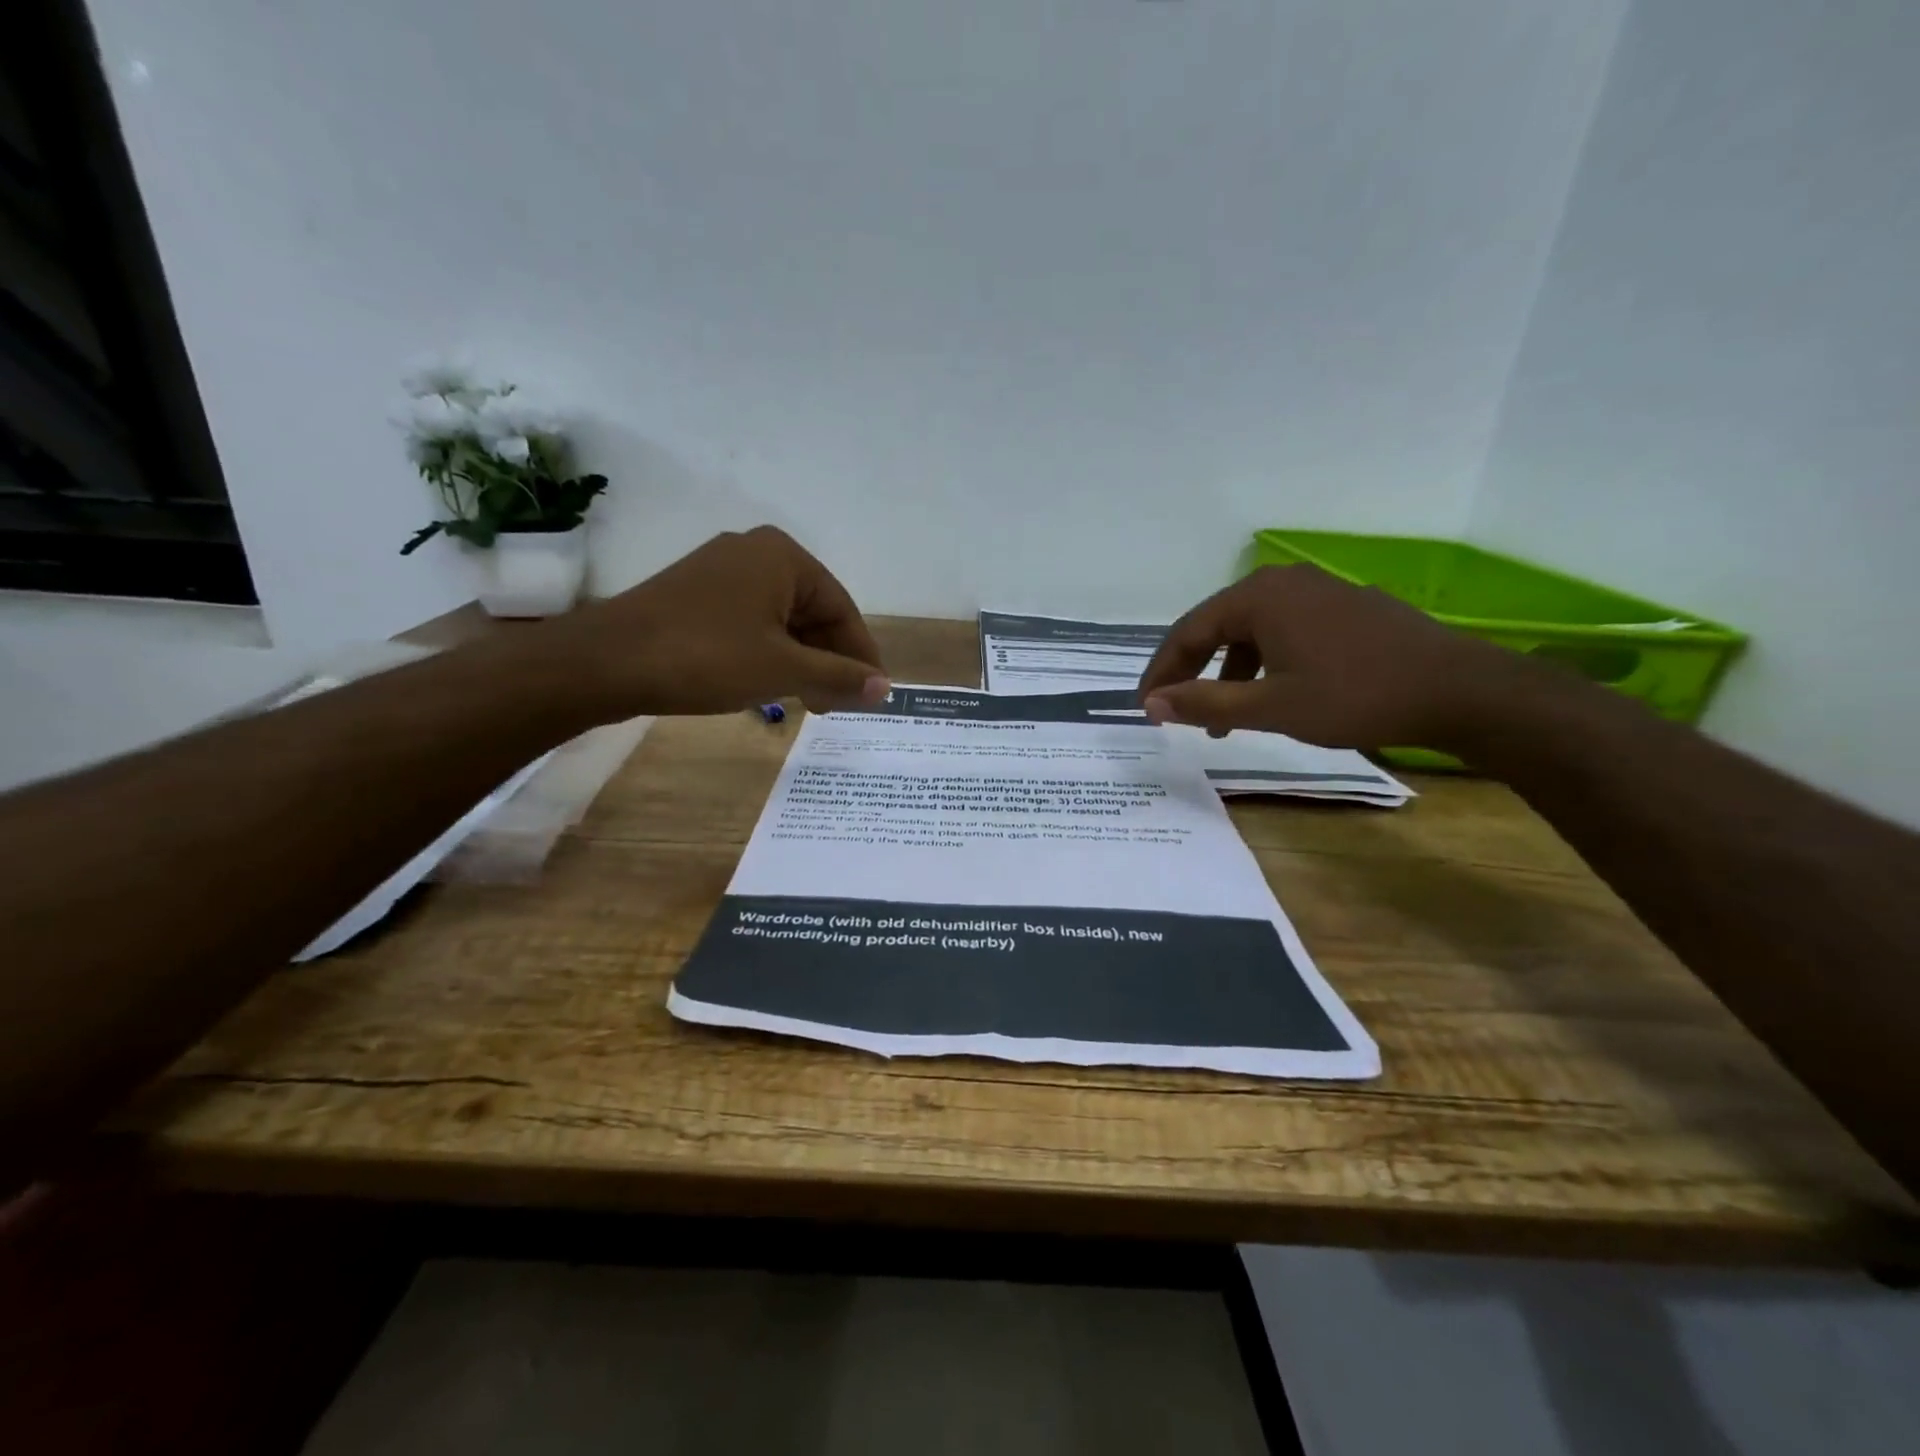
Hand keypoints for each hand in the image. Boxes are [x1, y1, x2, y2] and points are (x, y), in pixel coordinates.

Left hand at [551, 526, 889, 716]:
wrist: (606, 662)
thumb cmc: (706, 657)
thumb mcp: (783, 670)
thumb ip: (839, 677)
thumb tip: (886, 688)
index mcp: (784, 557)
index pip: (842, 609)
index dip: (860, 656)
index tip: (870, 694)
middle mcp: (755, 553)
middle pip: (812, 613)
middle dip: (828, 661)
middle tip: (835, 705)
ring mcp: (721, 572)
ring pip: (781, 621)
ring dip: (800, 662)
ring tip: (806, 702)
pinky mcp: (695, 595)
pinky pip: (751, 623)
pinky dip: (769, 654)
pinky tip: (768, 685)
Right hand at [1137, 565, 1520, 749]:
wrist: (1458, 689)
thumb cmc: (1355, 696)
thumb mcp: (1270, 706)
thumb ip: (1204, 703)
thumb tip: (1150, 704)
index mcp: (1257, 597)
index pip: (1187, 632)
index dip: (1161, 672)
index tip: (1144, 708)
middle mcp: (1281, 582)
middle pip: (1215, 627)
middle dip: (1191, 672)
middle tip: (1173, 710)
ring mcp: (1315, 591)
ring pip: (1249, 632)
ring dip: (1227, 674)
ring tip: (1221, 720)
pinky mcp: (1341, 607)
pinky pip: (1281, 632)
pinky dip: (1262, 664)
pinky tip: (1268, 696)